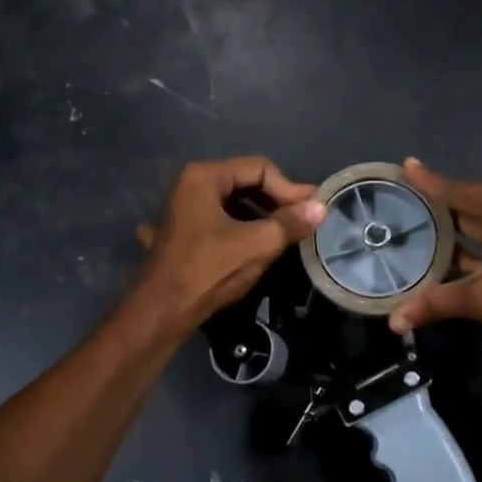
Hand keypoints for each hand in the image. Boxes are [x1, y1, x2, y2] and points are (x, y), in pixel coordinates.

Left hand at [131, 157, 323, 333]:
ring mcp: (183, 208)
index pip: (260, 168)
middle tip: (303, 221)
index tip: (311, 211)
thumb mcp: (256, 246)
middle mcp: (190, 184)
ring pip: (233, 203)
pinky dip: (242, 227)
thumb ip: (290, 223)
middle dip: (276, 201)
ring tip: (286, 235)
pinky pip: (220, 220)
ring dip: (261, 216)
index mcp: (204, 177)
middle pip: (246, 182)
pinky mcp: (183, 231)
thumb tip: (321, 207)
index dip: (289, 189)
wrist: (160, 312)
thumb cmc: (208, 272)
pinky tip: (258, 245)